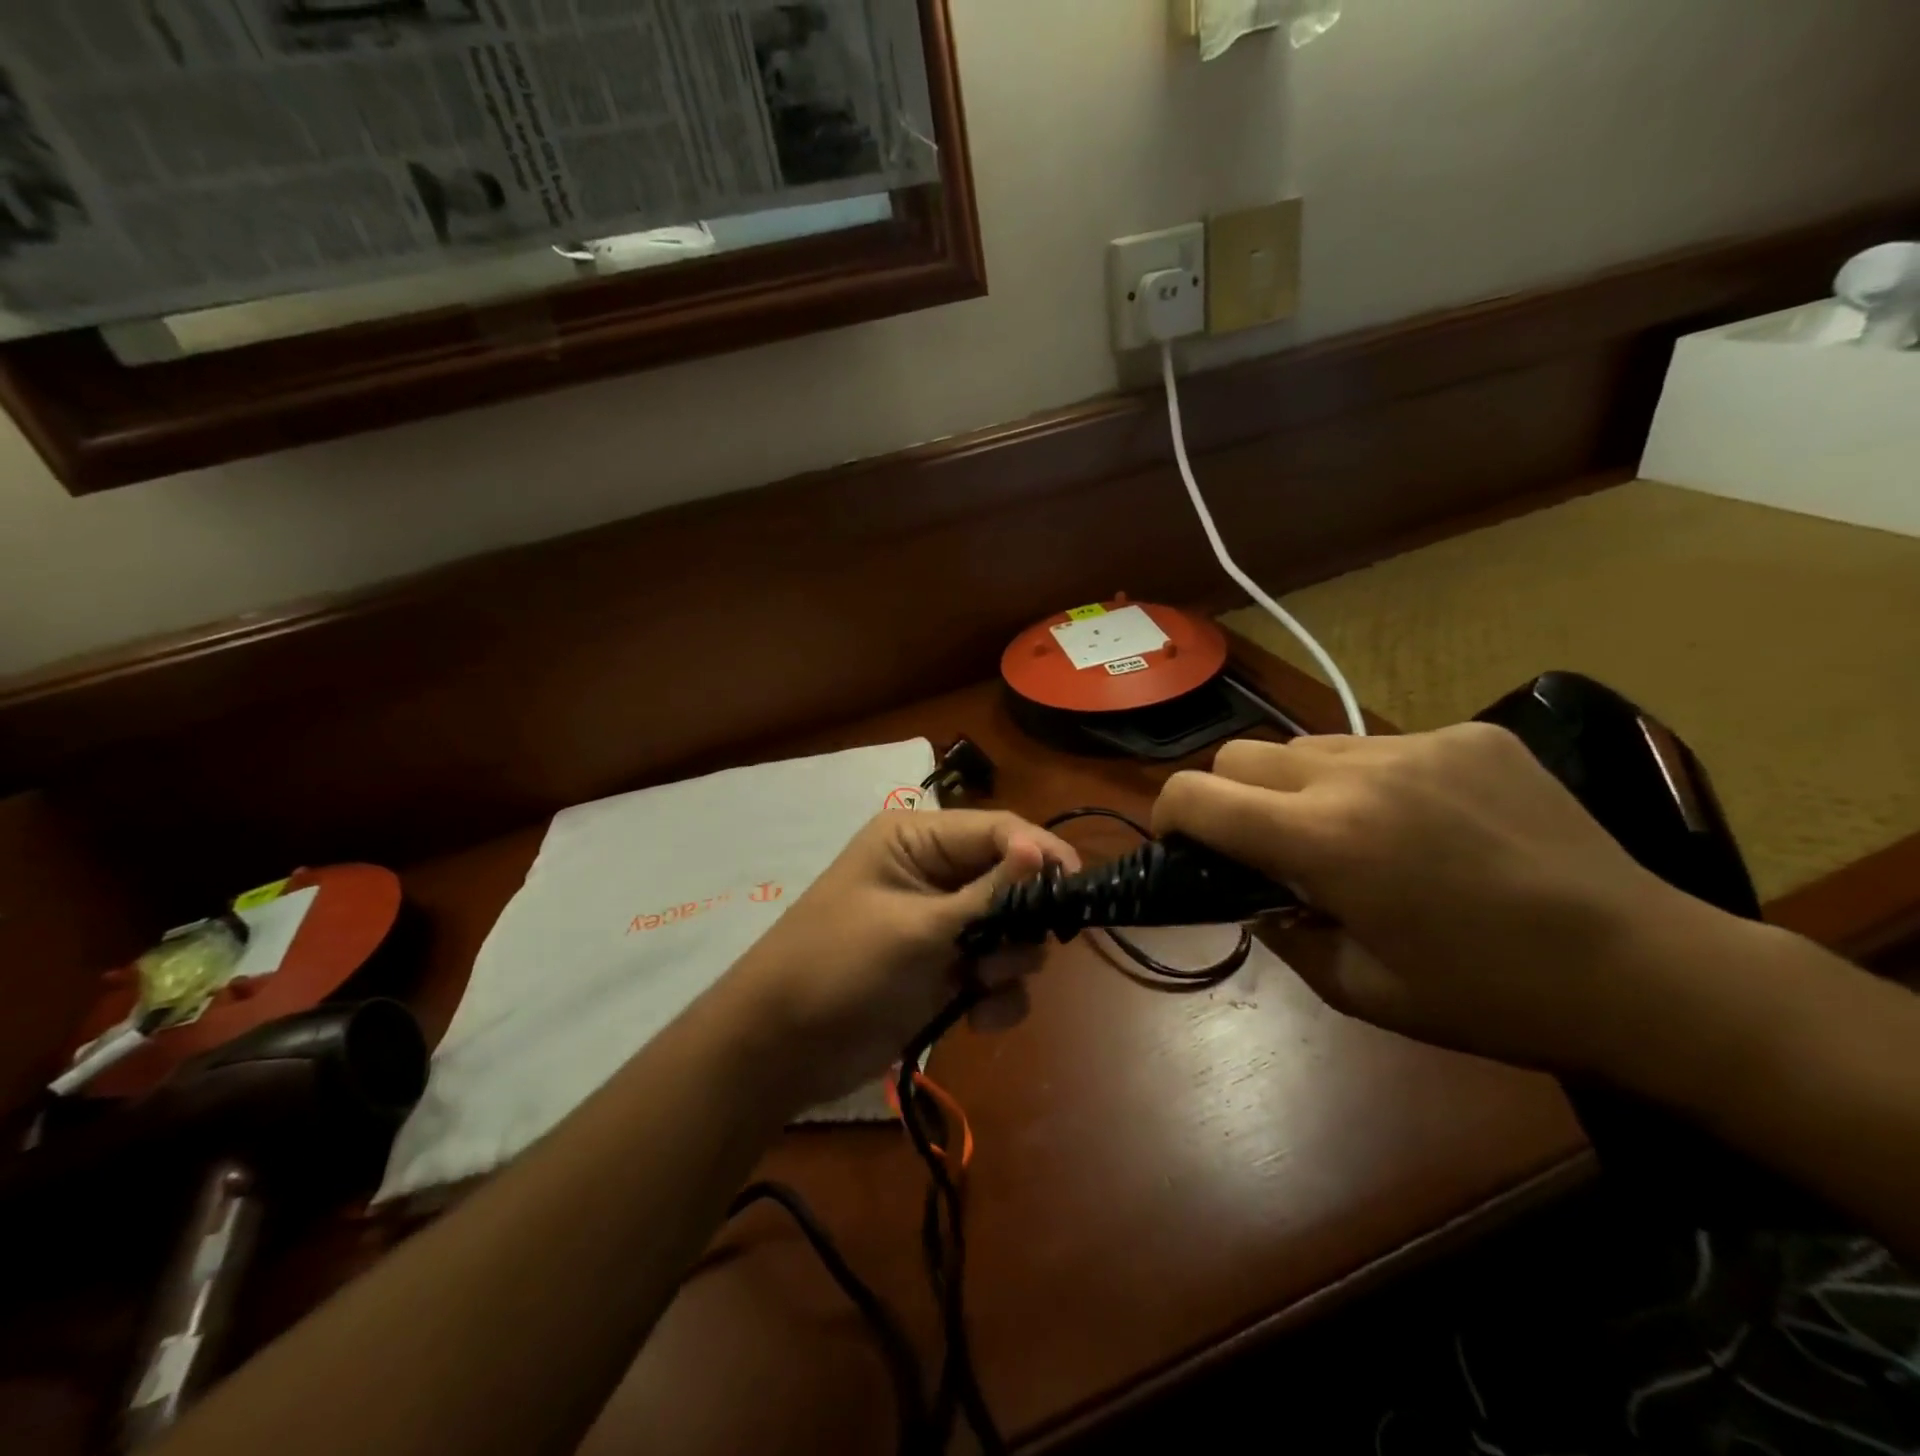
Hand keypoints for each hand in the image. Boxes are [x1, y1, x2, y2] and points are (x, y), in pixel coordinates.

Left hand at [714, 810, 1080, 1109]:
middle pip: (1011, 882)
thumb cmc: (841, 967)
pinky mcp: (943, 970)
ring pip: (1010, 931)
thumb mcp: (917, 928)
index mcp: (917, 840)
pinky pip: (995, 973)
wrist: (782, 1049)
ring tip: (978, 986)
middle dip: (1020, 920)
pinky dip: (996, 996)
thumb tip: (1043, 848)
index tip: (1077, 889)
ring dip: (1009, 963)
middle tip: (1006, 954)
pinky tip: (976, 1018)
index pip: (998, 831)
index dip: (1041, 854)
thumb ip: (988, 894)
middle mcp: (932, 873)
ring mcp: (940, 925)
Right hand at [1153, 725, 1750, 1074]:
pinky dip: (1372, 779)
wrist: (1646, 972)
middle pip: (1240, 753)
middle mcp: (1358, 775)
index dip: (1169, 815)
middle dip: (1229, 797)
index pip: (1196, 795)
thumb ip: (1279, 929)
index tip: (1181, 844)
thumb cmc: (1488, 998)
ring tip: (1351, 833)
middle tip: (1267, 847)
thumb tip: (1249, 891)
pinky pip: (1382, 745)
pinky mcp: (1471, 735)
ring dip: (1299, 786)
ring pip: (1308, 745)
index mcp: (1324, 841)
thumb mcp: (1357, 989)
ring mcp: (1420, 744)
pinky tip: (1424, 822)